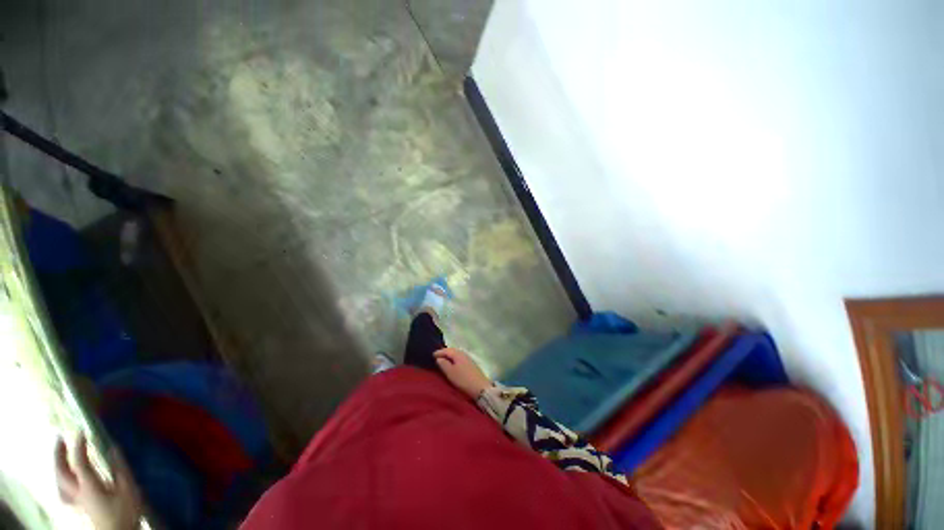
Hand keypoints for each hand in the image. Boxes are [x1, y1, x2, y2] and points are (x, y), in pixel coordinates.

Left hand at [55, 435, 142, 529]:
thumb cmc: (125, 511)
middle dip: (58, 455)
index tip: (82, 432)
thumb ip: (120, 469)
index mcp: (89, 486)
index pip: (79, 462)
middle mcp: (78, 492)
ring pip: (59, 483)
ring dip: (57, 467)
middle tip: (60, 439)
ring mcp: (76, 500)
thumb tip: (114, 448)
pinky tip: (64, 481)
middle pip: (61, 472)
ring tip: (59, 456)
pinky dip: (61, 483)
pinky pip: (64, 493)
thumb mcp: (128, 490)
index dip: (79, 446)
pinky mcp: (79, 506)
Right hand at [434, 347, 491, 398]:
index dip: (438, 352)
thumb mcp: (450, 372)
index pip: (446, 350)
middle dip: (444, 353)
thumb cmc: (463, 379)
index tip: (431, 355)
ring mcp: (468, 359)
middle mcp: (463, 353)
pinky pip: (459, 359)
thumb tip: (439, 358)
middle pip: (452, 351)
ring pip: (456, 355)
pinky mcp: (471, 364)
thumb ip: (443, 364)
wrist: (480, 388)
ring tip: (443, 361)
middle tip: (436, 357)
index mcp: (457, 354)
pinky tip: (452, 364)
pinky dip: (454, 360)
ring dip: (449, 357)